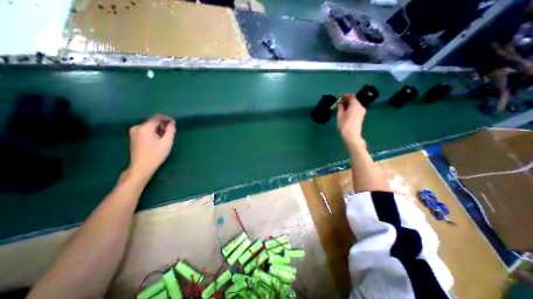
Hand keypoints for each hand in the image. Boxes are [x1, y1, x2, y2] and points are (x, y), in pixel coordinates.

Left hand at [126, 113, 175, 179]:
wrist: (142, 167)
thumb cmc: (156, 154)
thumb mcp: (167, 142)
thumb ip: (170, 130)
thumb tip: (172, 122)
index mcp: (144, 128)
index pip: (157, 117)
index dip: (167, 118)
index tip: (174, 123)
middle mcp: (137, 127)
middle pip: (153, 121)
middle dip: (163, 125)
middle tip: (170, 133)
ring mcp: (134, 132)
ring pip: (149, 126)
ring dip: (159, 129)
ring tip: (165, 138)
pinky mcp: (134, 137)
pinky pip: (146, 130)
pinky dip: (153, 132)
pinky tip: (158, 140)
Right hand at [337, 93, 366, 148]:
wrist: (351, 135)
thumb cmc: (344, 124)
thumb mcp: (340, 115)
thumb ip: (340, 107)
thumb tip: (339, 102)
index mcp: (355, 105)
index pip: (351, 96)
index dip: (345, 95)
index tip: (339, 96)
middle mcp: (360, 107)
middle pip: (354, 100)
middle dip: (347, 100)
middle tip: (339, 101)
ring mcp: (362, 112)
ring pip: (355, 105)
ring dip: (349, 104)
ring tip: (341, 106)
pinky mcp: (361, 116)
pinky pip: (356, 109)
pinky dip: (351, 108)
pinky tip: (345, 111)